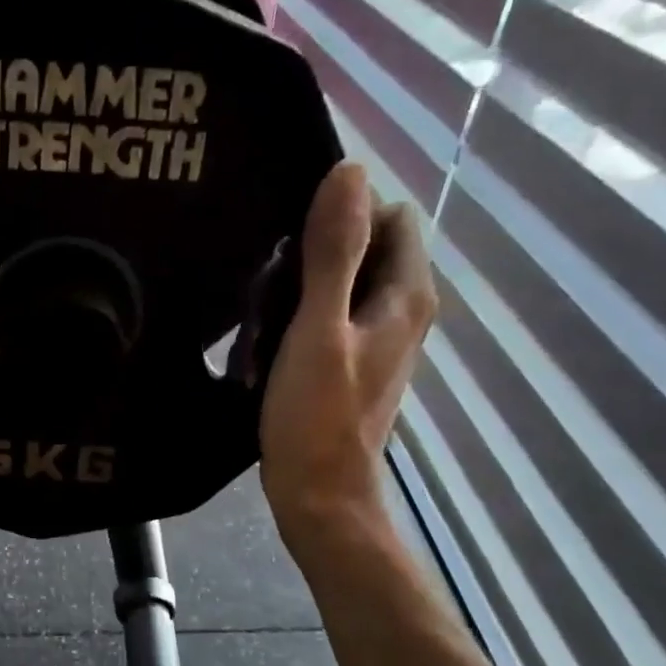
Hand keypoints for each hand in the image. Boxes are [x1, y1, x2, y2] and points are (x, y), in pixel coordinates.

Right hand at [259, 162, 436, 538]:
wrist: (318, 494)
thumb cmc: (317, 416)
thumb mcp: (318, 329)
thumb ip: (333, 252)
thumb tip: (349, 171)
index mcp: (405, 293)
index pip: (389, 215)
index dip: (341, 216)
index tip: (290, 242)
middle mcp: (400, 308)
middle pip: (359, 248)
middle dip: (311, 256)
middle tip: (266, 288)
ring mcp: (376, 338)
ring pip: (336, 284)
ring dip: (296, 291)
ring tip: (260, 321)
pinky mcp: (349, 361)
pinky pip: (323, 317)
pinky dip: (295, 321)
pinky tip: (264, 345)